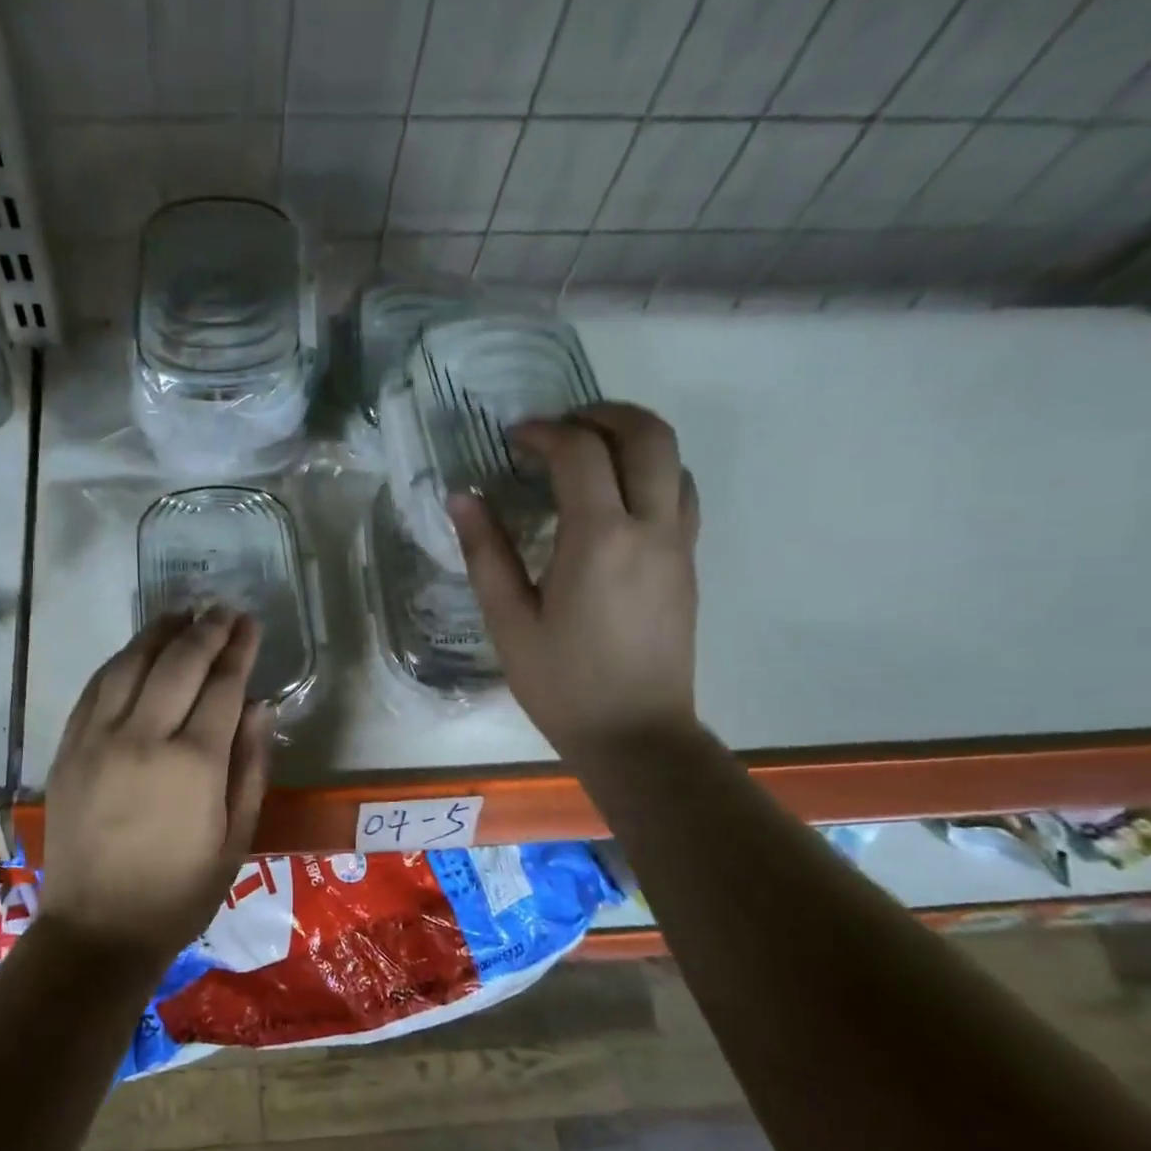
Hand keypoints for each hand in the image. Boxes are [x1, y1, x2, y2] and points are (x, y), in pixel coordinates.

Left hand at [41, 608, 272, 967]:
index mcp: (194, 763)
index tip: (250, 623)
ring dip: (160, 633)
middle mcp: (143, 737)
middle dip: (206, 630)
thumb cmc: (180, 892)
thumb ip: (251, 766)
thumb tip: (261, 706)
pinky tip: (137, 650)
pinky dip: (121, 659)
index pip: (222, 686)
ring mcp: (98, 738)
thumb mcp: (236, 838)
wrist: (98, 929)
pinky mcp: (69, 747)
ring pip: (131, 663)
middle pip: (178, 663)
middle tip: (223, 609)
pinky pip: (96, 687)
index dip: (239, 649)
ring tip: (182, 613)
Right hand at [449, 402, 700, 763]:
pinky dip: (651, 471)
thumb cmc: (562, 683)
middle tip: (559, 427)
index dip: (544, 432)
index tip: (513, 440)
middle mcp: (650, 528)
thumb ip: (485, 552)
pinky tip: (614, 497)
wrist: (636, 735)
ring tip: (586, 454)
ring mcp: (678, 544)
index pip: (580, 453)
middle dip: (602, 414)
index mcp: (599, 540)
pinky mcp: (687, 563)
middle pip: (648, 434)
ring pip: (674, 458)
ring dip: (633, 438)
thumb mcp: (508, 622)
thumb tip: (462, 497)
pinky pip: (681, 492)